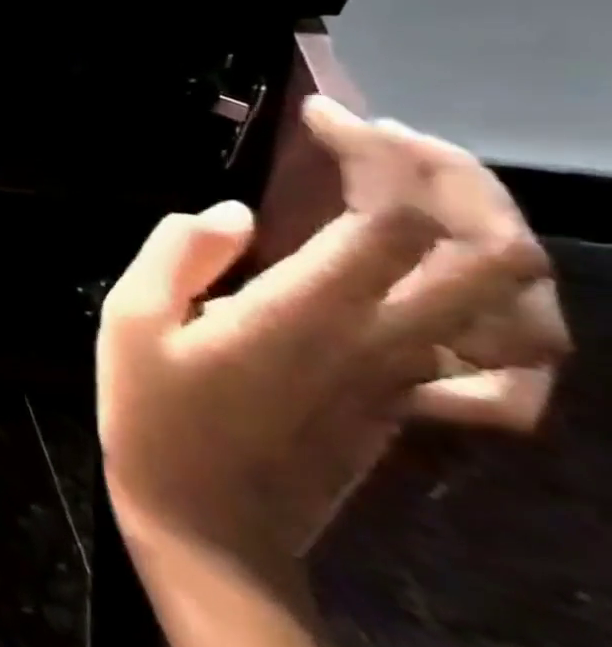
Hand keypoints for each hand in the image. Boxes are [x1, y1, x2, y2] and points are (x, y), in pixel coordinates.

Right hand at [98, 97, 562, 565]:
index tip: (322, 117)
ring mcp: (411, 380)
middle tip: (384, 140)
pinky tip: (452, 287)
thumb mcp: (128, 323)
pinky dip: (505, 312)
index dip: (375, 151)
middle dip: (454, 174)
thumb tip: (231, 214)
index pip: (392, 217)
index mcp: (308, 316)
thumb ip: (177, 254)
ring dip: (490, 231)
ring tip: (425, 193)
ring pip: (518, 305)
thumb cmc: (154, 419)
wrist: (209, 529)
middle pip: (489, 251)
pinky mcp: (412, 406)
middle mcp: (384, 343)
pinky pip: (504, 361)